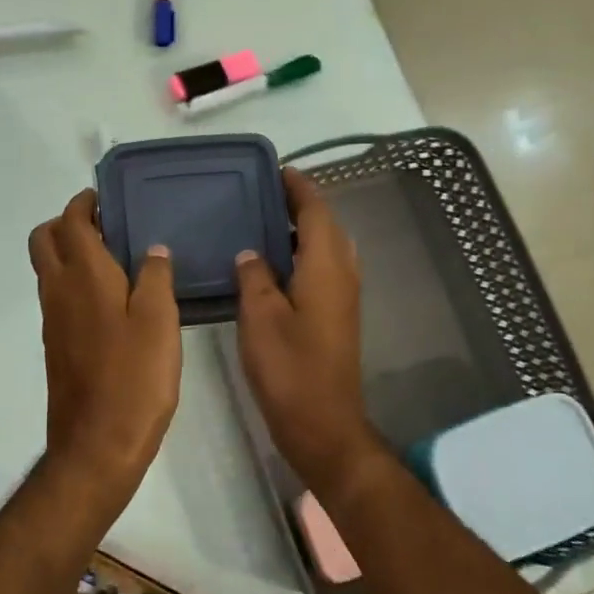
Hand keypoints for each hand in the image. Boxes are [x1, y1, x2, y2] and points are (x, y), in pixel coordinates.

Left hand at [29, 189, 180, 496]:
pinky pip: (57, 296)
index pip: (71, 222)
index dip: (84, 204)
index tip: (105, 199)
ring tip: (115, 259)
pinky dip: (74, 282)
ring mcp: (52, 320)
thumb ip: (156, 278)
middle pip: (43, 239)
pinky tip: (111, 300)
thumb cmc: (135, 379)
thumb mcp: (160, 322)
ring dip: (69, 252)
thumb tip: (153, 249)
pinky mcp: (55, 345)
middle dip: (66, 223)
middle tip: (106, 227)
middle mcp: (58, 291)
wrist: (96, 444)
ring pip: (48, 268)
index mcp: (84, 276)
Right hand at [235, 169, 380, 500]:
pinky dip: (301, 254)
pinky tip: (271, 265)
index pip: (316, 211)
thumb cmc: (289, 367)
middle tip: (260, 195)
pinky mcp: (336, 316)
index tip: (276, 170)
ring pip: (326, 248)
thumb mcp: (260, 316)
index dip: (298, 188)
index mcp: (326, 267)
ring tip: (261, 223)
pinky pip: (322, 268)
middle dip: (299, 205)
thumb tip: (250, 252)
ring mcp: (343, 297)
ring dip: (300, 230)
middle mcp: (342, 274)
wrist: (322, 423)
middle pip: (326, 226)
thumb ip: (254, 276)